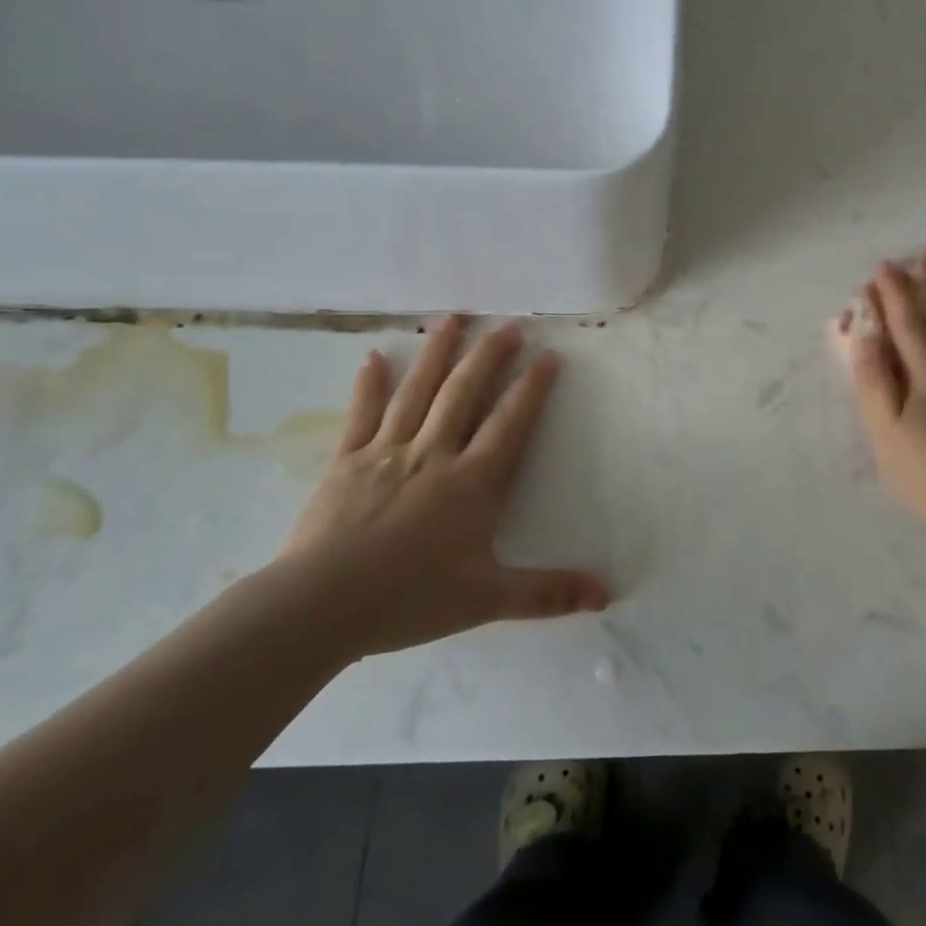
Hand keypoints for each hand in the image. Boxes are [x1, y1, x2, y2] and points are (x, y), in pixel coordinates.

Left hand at [272, 317, 608, 661]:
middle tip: (506, 326)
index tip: (547, 355)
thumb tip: (606, 596)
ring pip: (418, 391)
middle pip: (465, 392)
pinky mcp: (347, 460)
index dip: (532, 387)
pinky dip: (369, 384)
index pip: (510, 422)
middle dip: (489, 356)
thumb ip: (547, 594)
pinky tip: (373, 356)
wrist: (320, 607)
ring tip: (453, 318)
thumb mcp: (487, 600)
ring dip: (437, 352)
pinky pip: (362, 413)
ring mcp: (388, 451)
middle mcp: (434, 453)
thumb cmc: (409, 599)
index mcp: (472, 481)